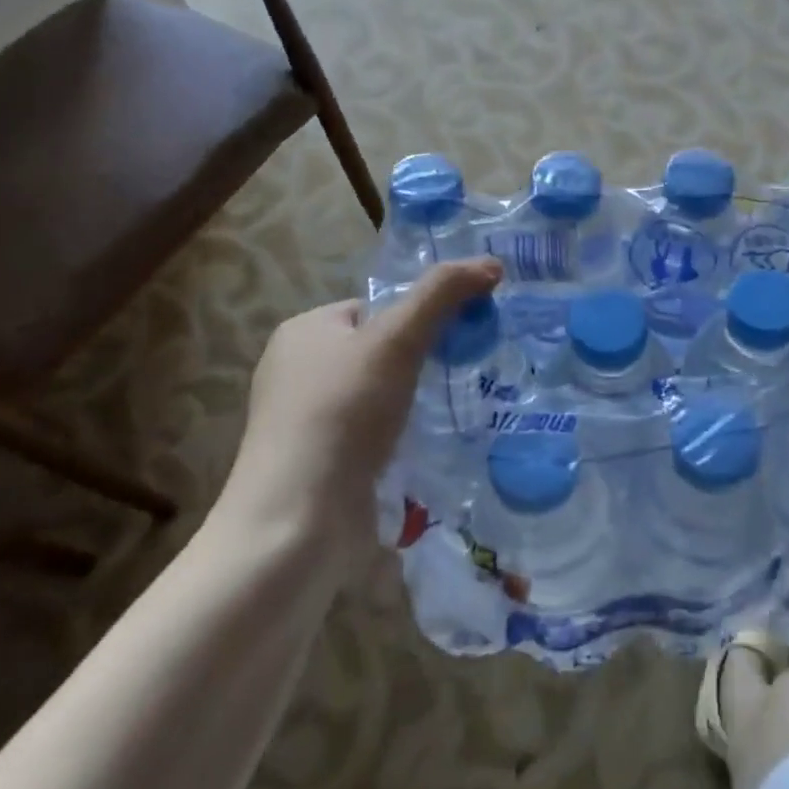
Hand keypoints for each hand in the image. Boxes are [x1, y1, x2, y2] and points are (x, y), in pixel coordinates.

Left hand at [212, 259, 502, 550]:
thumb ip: (442, 295)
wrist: (297, 523)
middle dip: (423, 363)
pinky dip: (399, 438)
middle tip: (465, 375)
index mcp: (304, 330)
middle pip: (380, 351)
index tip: (462, 338)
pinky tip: (427, 449)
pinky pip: (371, 434)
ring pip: (379, 396)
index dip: (421, 317)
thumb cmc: (343, 414)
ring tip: (455, 412)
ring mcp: (305, 422)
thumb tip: (491, 264)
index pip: (376, 307)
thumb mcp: (397, 339)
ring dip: (415, 403)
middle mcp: (297, 371)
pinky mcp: (319, 464)